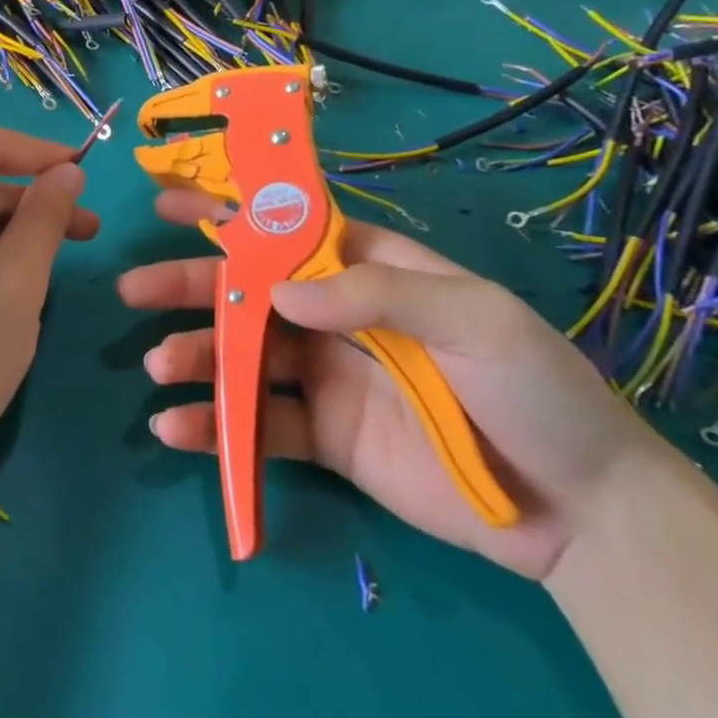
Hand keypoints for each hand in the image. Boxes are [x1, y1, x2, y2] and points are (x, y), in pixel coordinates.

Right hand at [119, 190, 670, 579]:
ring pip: (243, 357)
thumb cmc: (534, 390)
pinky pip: (258, 425)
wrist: (583, 513)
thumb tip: (278, 293)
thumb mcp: (473, 320)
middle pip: (249, 293)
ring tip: (159, 365)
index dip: (229, 213)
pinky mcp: (322, 437)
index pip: (286, 230)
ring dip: (196, 357)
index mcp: (367, 270)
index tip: (171, 203)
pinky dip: (215, 427)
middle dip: (191, 286)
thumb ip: (376, 294)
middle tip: (134, 288)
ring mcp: (324, 377)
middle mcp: (334, 316)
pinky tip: (176, 428)